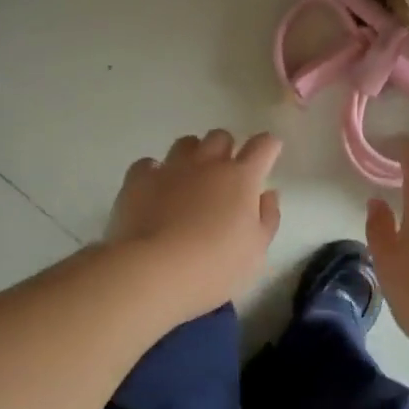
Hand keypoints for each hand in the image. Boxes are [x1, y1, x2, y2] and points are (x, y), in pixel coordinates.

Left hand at [108, 130, 282, 319]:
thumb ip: (267, 218)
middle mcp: (207, 163)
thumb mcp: (256, 251)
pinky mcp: (139, 180)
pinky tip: (156, 189)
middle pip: (220, 137)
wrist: (154, 270)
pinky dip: (155, 172)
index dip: (269, 145)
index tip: (270, 151)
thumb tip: (267, 194)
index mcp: (241, 178)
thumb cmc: (215, 266)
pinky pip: (148, 164)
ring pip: (186, 143)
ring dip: (193, 154)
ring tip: (190, 178)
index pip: (262, 146)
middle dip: (226, 149)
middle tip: (225, 174)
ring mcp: (170, 168)